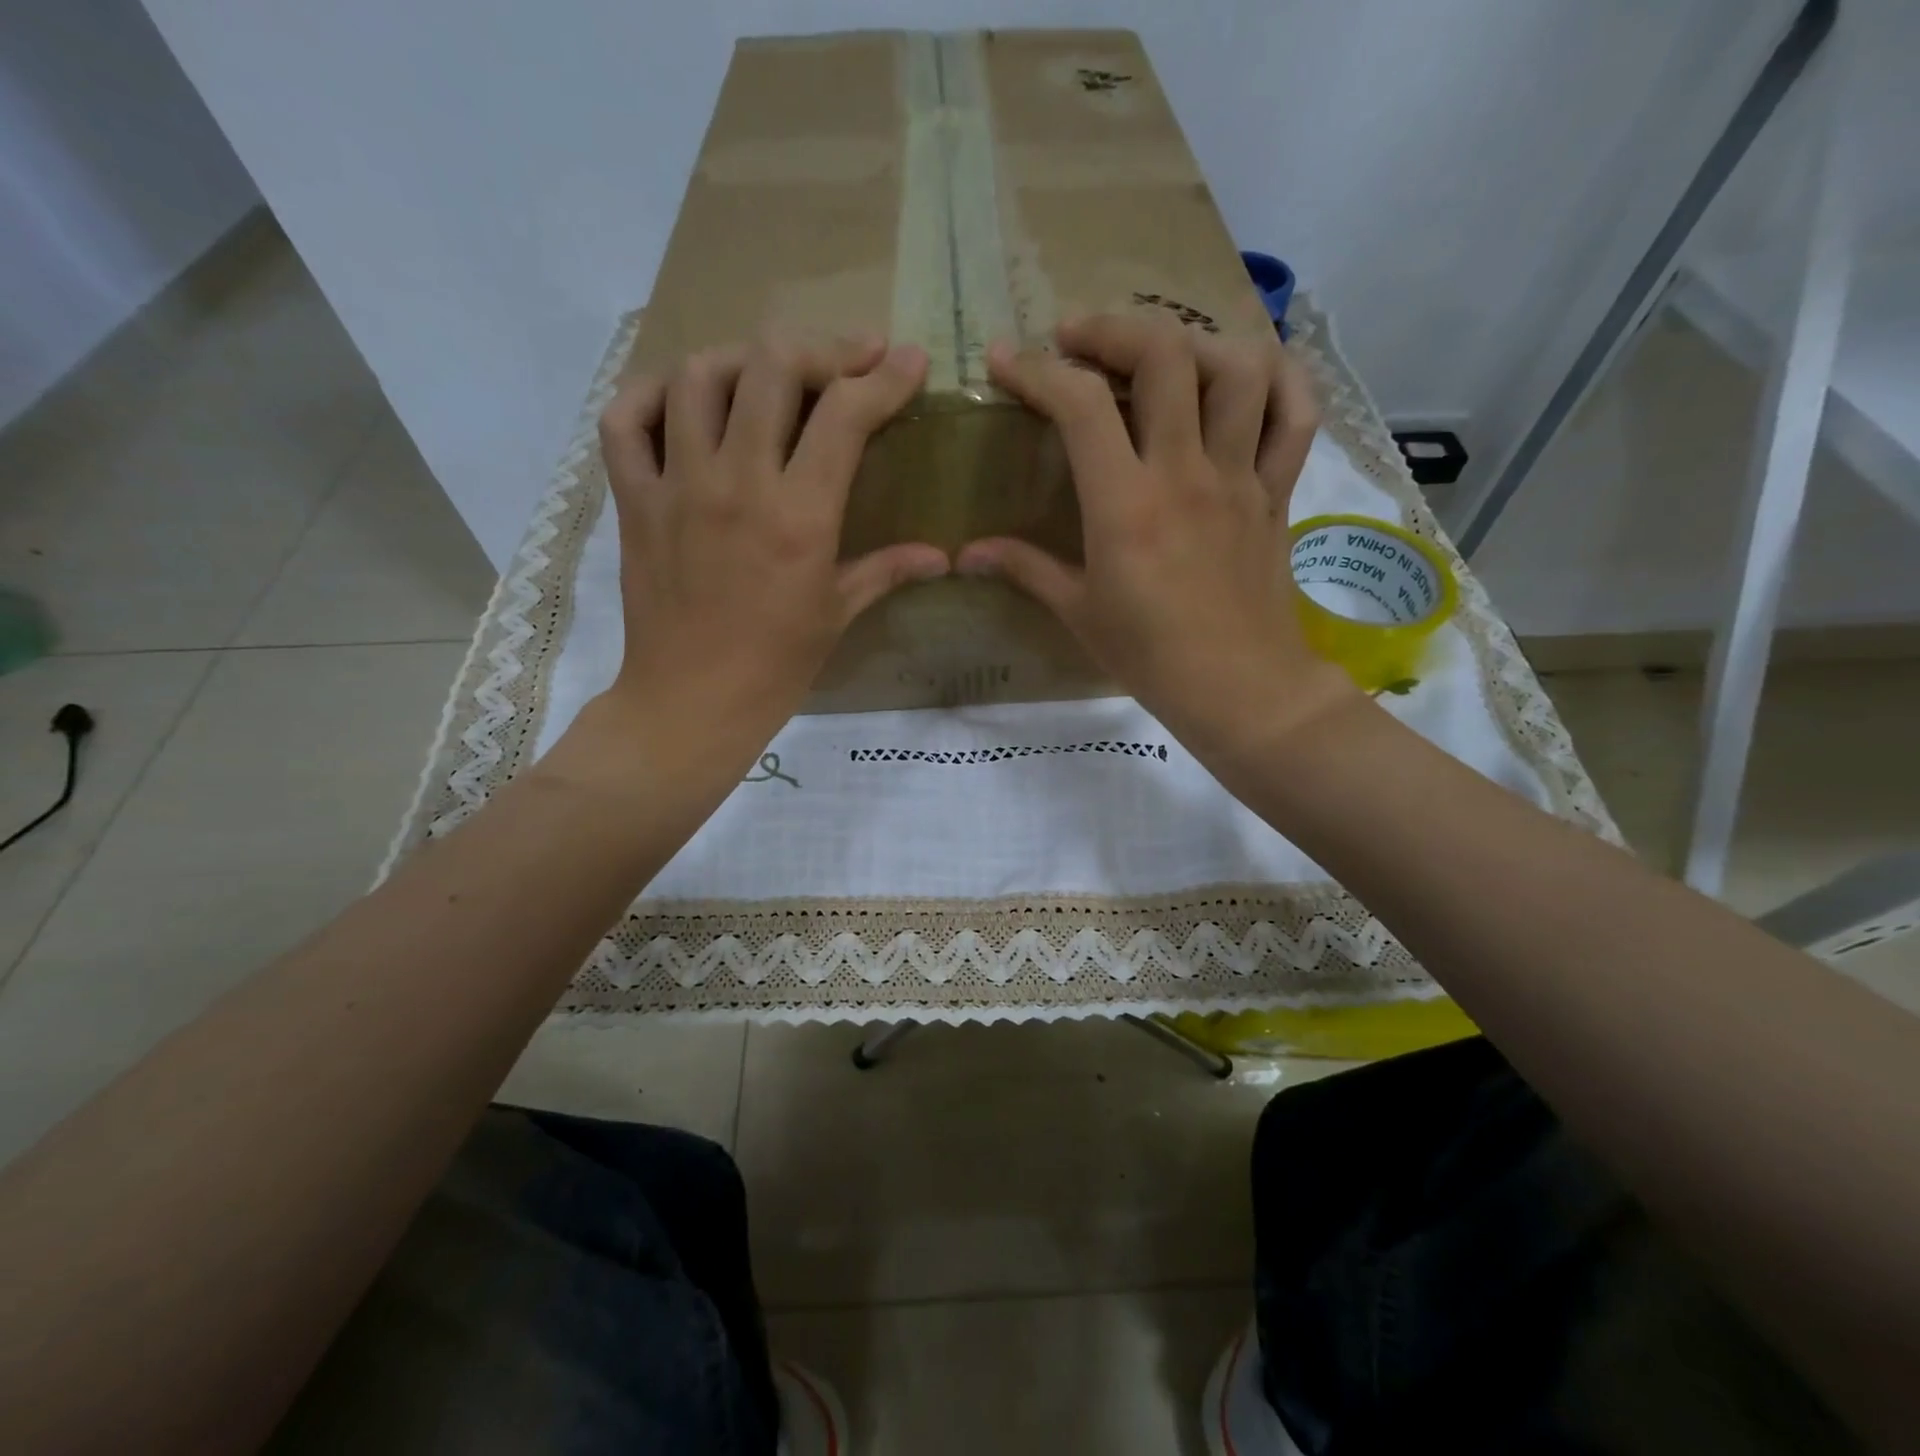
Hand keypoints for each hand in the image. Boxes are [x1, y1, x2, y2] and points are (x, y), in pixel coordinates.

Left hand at [589, 334, 945, 763]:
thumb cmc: (776, 665)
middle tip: (846, 363)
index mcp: (799, 516)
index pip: (845, 415)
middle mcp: (737, 484)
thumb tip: (942, 556)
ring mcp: (677, 486)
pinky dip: (652, 394)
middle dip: (820, 350)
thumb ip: (889, 570)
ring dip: (742, 360)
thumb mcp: (839, 613)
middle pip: (772, 367)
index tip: (908, 362)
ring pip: (699, 376)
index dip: (885, 378)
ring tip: (768, 376)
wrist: (692, 702)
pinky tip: (684, 402)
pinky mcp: (634, 499)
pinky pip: (625, 420)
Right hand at [957, 315, 1361, 760]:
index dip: (1035, 371)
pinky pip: (1297, 413)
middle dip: (1113, 328)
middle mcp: (1186, 473)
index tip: (1004, 361)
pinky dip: (1279, 376)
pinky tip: (1246, 374)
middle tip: (1079, 338)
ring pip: (1239, 368)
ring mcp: (1241, 476)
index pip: (1080, 406)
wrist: (1239, 689)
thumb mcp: (1078, 613)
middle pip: (1165, 356)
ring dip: (1194, 342)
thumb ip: (1023, 569)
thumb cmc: (1150, 656)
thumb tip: (966, 553)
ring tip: (1159, 356)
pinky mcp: (1277, 490)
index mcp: (1126, 506)